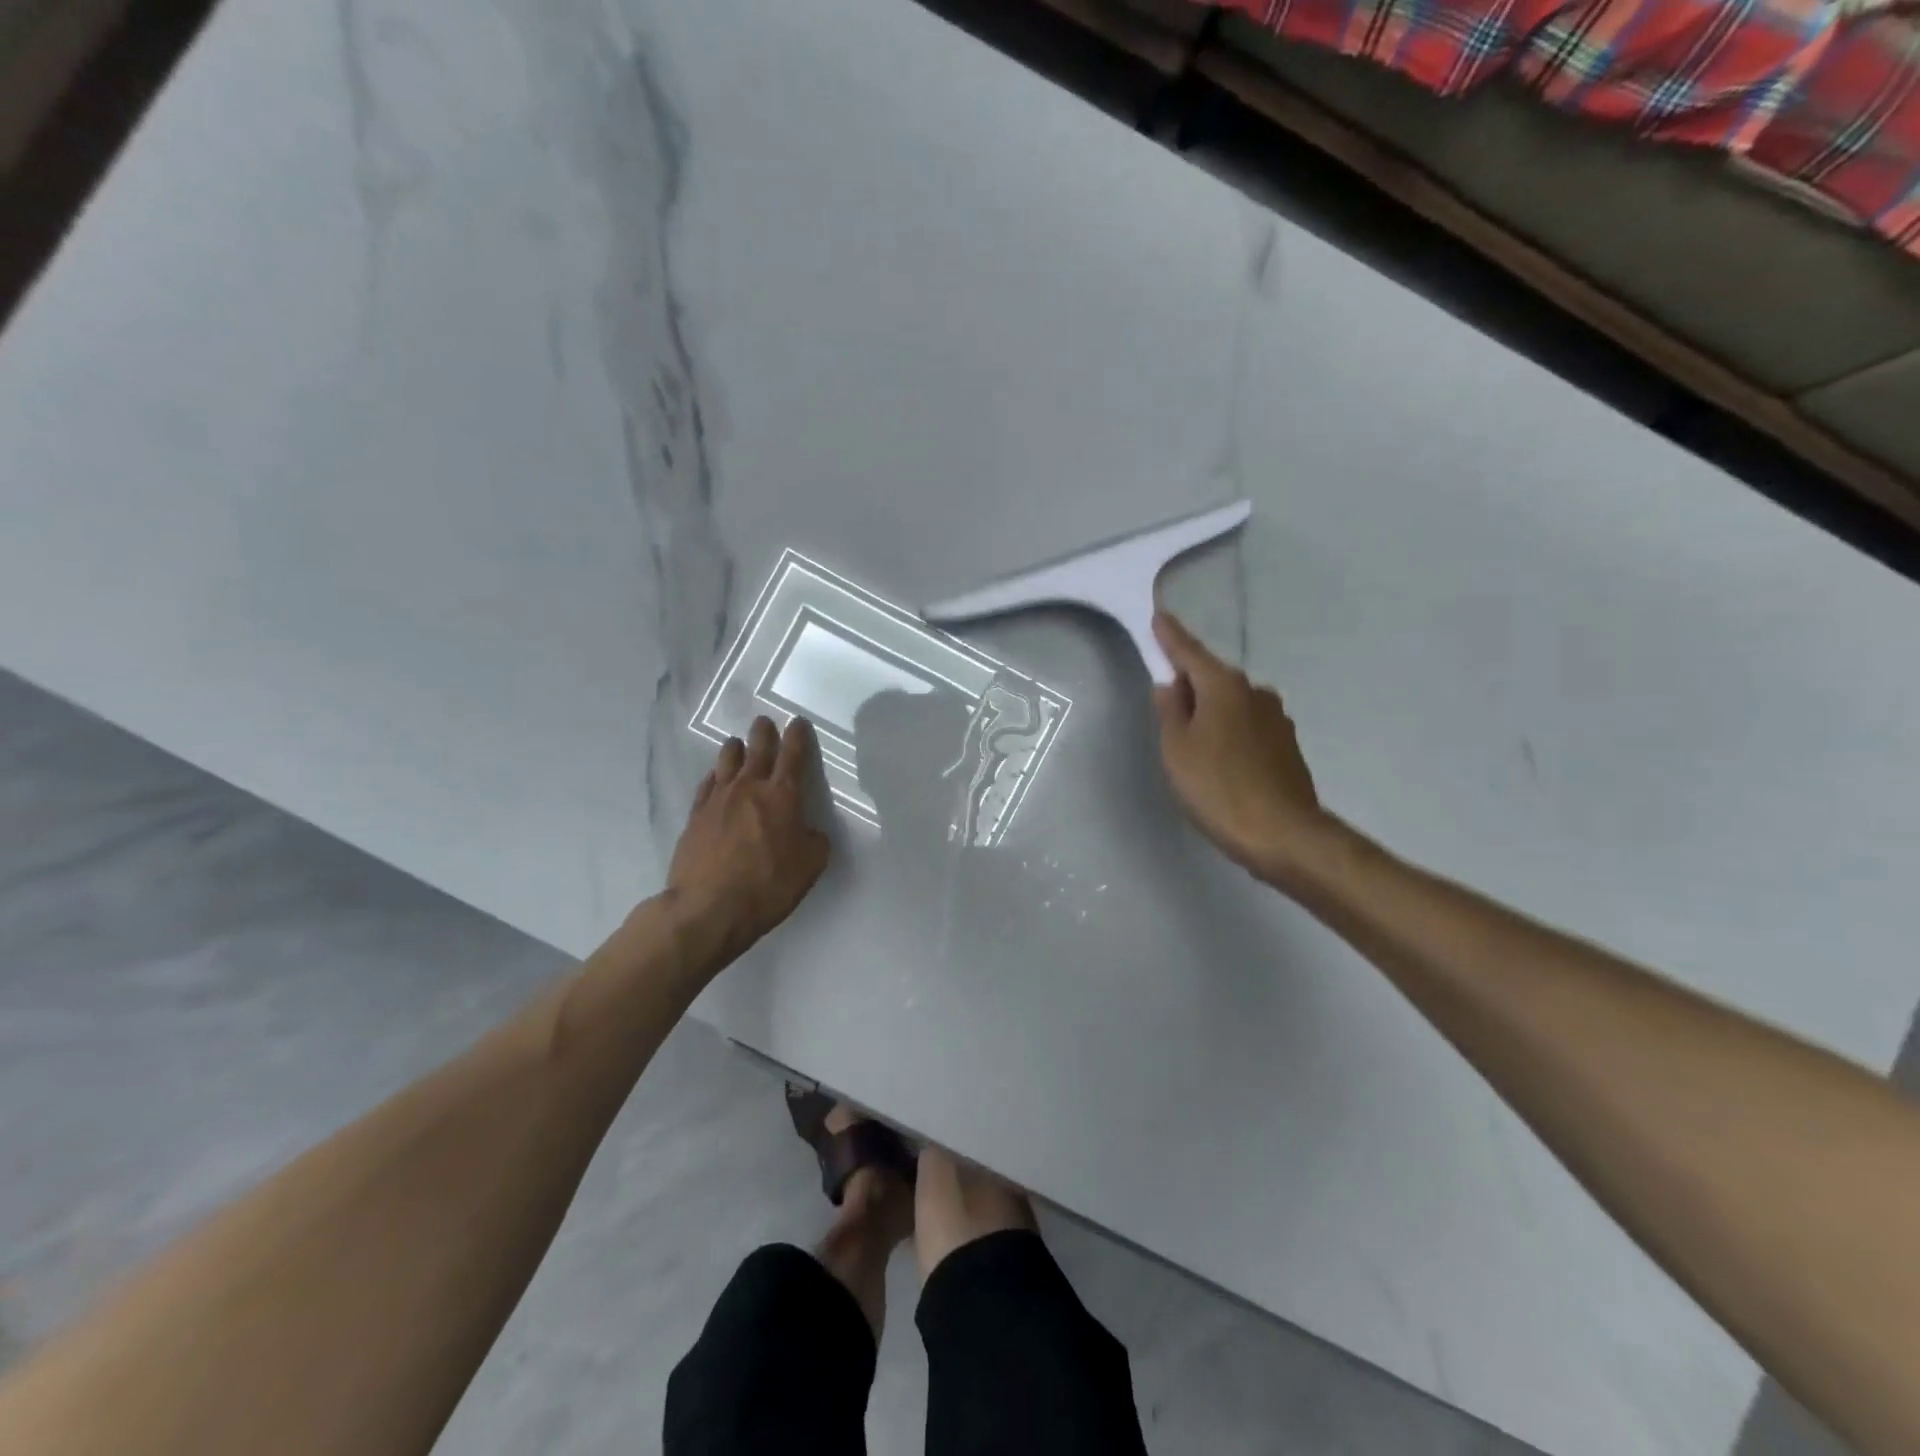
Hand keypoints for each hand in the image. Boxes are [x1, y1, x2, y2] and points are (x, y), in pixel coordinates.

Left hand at [668, 716, 830, 960]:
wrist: (708, 907)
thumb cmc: (768, 885)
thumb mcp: (810, 866)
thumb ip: (815, 841)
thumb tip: (810, 831)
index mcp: (782, 795)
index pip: (793, 756)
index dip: (798, 736)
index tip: (798, 722)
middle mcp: (749, 788)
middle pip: (757, 749)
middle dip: (764, 733)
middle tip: (764, 722)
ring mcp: (718, 799)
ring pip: (727, 761)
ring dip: (735, 749)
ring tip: (737, 744)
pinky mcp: (695, 816)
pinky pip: (706, 785)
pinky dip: (715, 776)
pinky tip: (715, 778)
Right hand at [1151, 611, 1333, 885]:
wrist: (1283, 834)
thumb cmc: (1218, 787)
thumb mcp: (1177, 750)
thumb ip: (1170, 712)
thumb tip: (1171, 686)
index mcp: (1224, 687)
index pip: (1190, 652)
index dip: (1171, 637)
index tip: (1159, 616)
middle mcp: (1255, 693)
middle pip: (1213, 679)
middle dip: (1190, 684)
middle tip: (1167, 705)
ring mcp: (1276, 719)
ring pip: (1232, 705)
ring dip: (1211, 713)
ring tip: (1193, 744)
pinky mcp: (1287, 746)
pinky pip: (1247, 727)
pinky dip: (1229, 733)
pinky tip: (1220, 761)